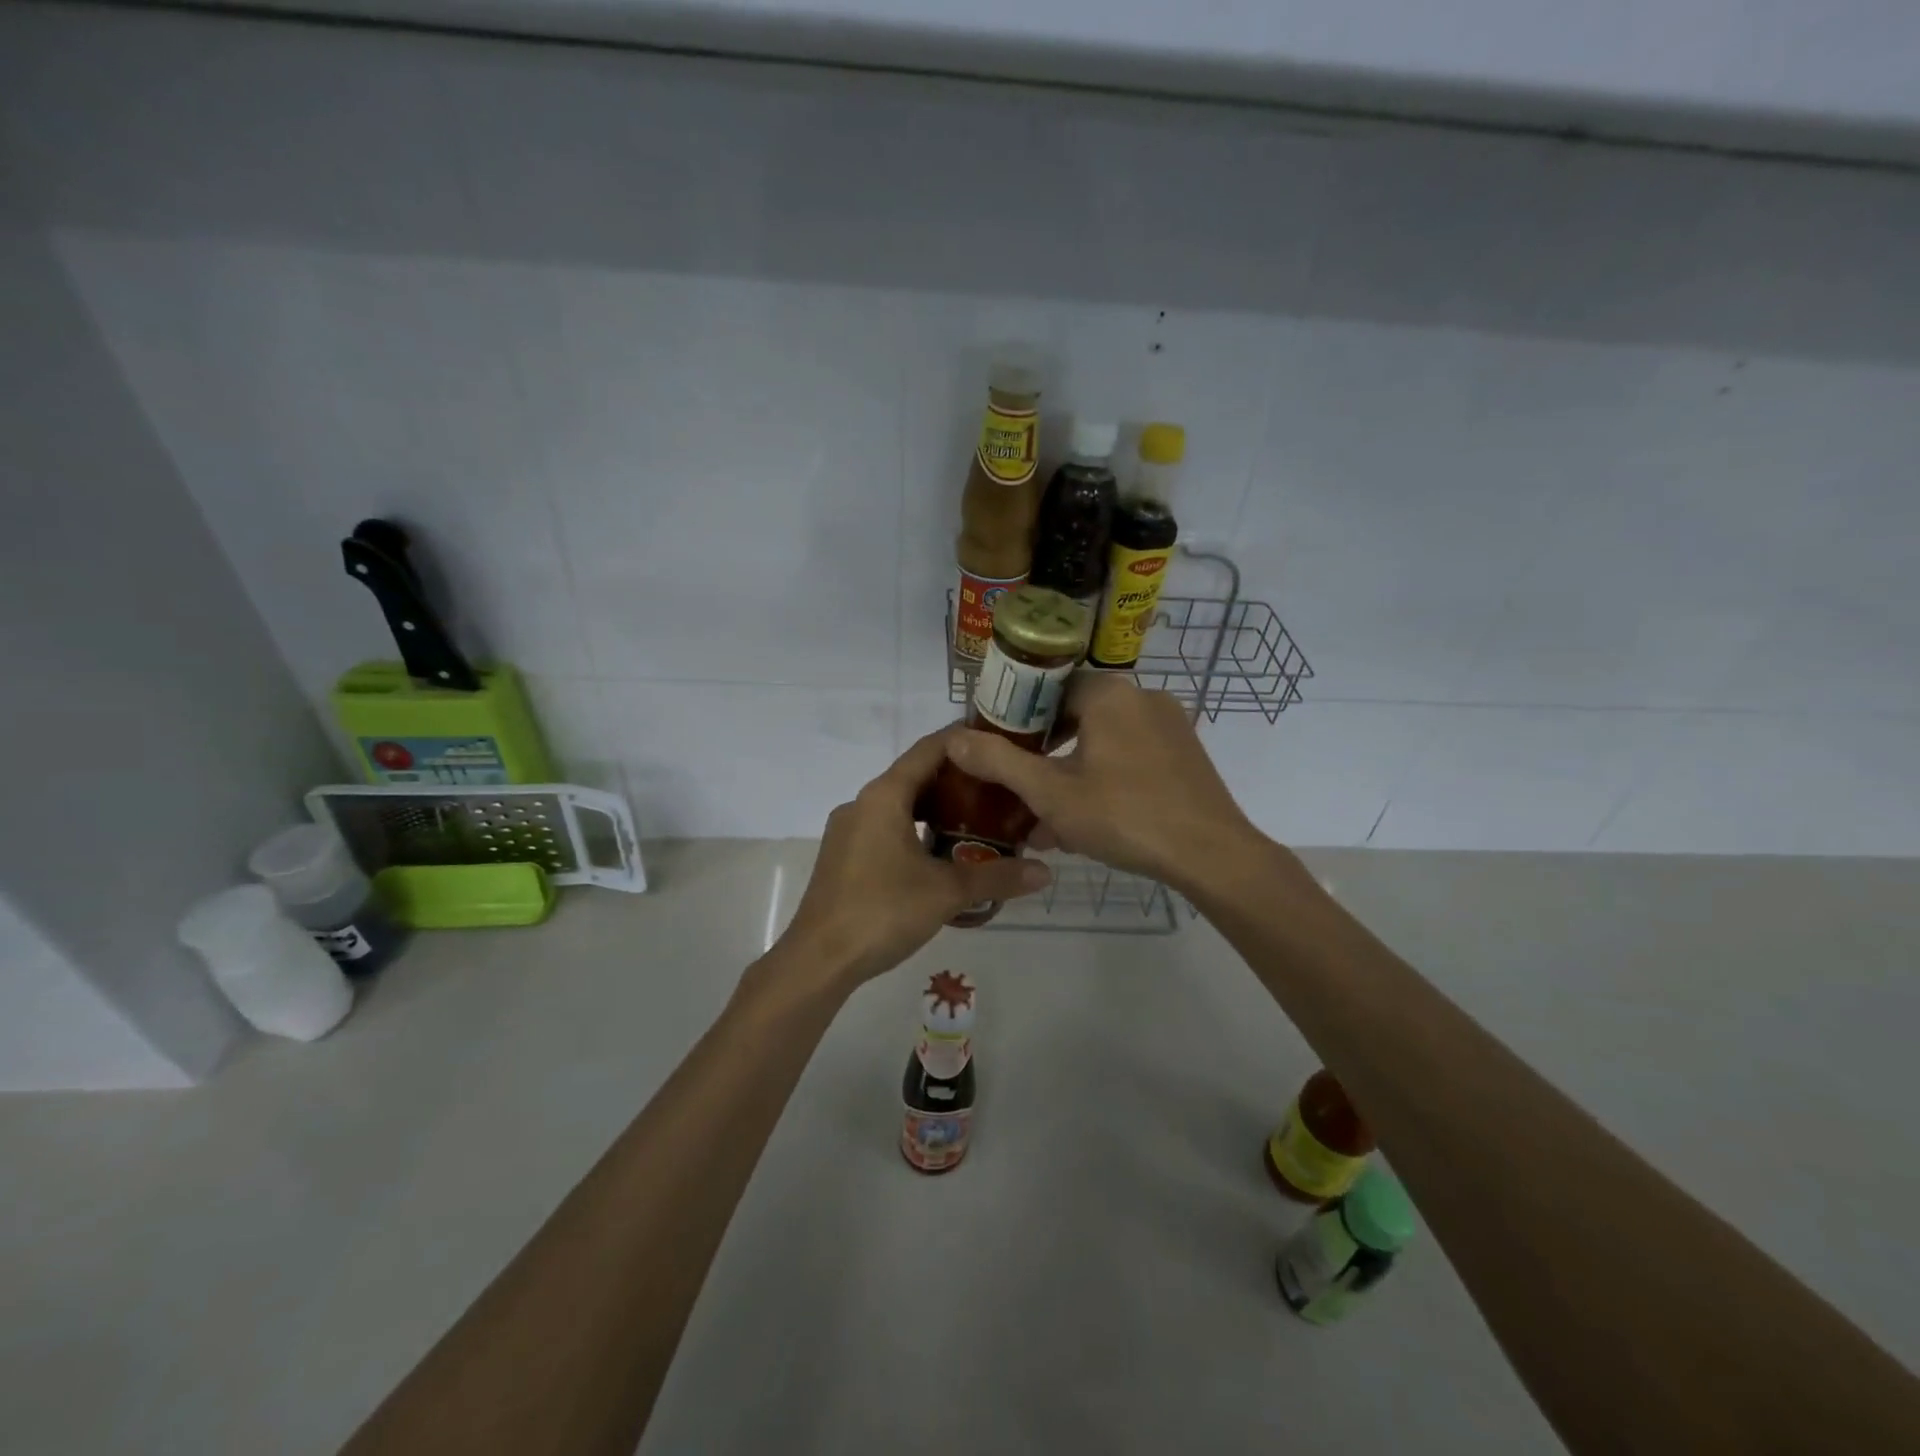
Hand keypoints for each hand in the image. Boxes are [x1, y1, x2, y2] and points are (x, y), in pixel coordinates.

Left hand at [774, 728, 1051, 987]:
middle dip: (956, 780)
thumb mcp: (946, 892)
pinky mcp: (843, 856)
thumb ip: (996, 876)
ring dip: (935, 809)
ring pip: (899, 805)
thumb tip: (1045, 872)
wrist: (819, 959)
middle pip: (915, 776)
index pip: (929, 749)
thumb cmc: (882, 911)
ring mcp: (848, 830)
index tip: (999, 744)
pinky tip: (940, 855)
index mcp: (884, 796)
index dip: (964, 741)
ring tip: (977, 820)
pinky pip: (885, 828)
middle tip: (999, 789)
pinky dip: (915, 829)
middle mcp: (863, 803)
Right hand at [944, 673, 1261, 892]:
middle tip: (1022, 787)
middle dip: (1045, 753)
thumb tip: (952, 738)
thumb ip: (999, 762)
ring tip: (1050, 818)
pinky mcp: (1185, 753)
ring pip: (1103, 741)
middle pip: (1076, 715)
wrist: (1211, 855)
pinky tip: (1091, 821)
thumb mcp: (1051, 793)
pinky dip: (1105, 779)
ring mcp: (1169, 725)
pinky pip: (1131, 756)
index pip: (1048, 688)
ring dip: (1073, 773)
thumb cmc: (1124, 816)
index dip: (1018, 717)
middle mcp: (1142, 697)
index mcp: (1108, 694)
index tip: (999, 750)